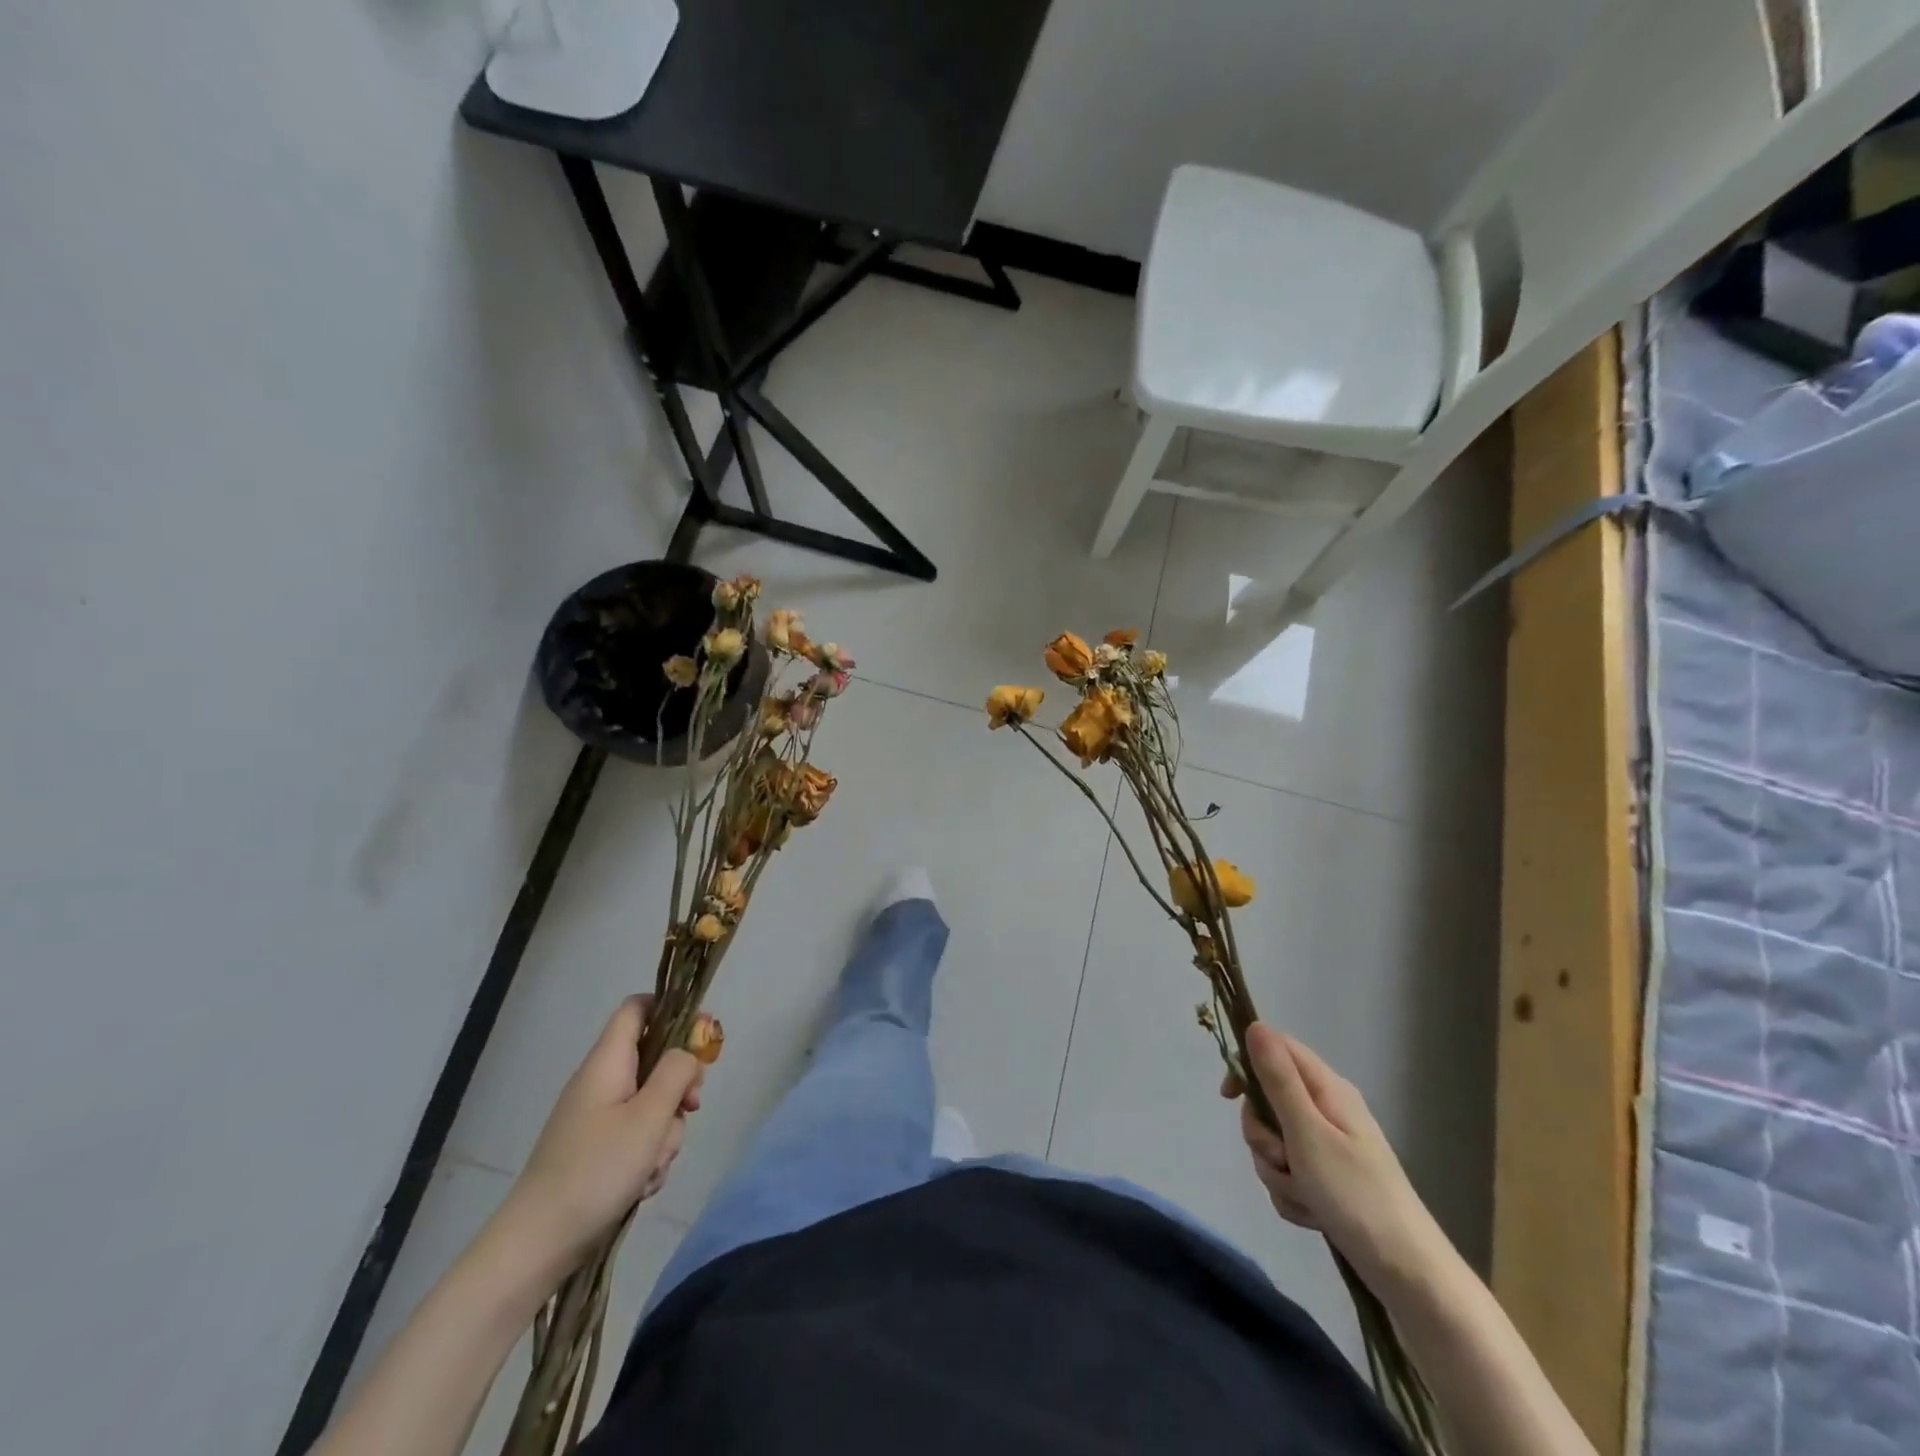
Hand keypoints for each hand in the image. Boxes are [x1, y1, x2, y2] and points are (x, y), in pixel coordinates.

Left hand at [496, 997, 703, 1275]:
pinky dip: (647, 1156)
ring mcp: (597, 1119)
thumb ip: (676, 1073)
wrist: (536, 1246)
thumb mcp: (649, 1117)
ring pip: (651, 1105)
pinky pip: (637, 1137)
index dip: (671, 1009)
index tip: (702, 1034)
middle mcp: (601, 1083)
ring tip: (653, 1165)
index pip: (638, 1008)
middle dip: (678, 1087)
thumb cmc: (596, 1171)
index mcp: (607, 1062)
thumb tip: (687, 1053)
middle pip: (654, 1061)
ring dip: (665, 1132)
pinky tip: (642, 1184)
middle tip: (691, 1107)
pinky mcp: (596, 1151)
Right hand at [1234, 1022, 1443, 1288]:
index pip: (1276, 1050)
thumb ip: (1278, 1080)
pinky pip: (1286, 1175)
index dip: (1246, 1065)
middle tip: (1281, 1158)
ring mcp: (1326, 1147)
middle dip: (1263, 1135)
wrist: (1408, 1276)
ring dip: (1277, 1171)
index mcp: (1327, 1090)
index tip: (1228, 1096)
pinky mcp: (1326, 1180)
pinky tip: (1312, 1214)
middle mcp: (1326, 1111)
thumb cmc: (1357, 1195)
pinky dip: (1291, 1195)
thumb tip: (1254, 1025)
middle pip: (1267, 1101)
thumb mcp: (1308, 1133)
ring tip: (1305, 1195)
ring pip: (1273, 1143)